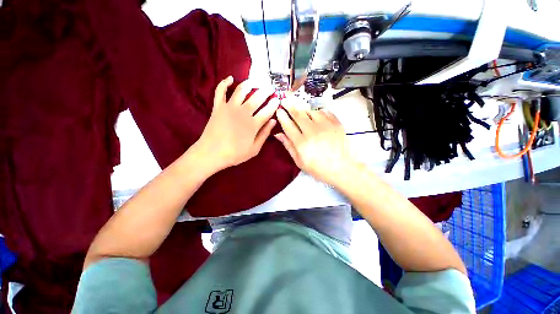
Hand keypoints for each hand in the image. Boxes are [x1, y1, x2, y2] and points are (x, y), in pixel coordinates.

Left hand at [195, 76, 278, 170]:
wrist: (211, 153)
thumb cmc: (235, 154)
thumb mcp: (254, 149)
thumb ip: (264, 134)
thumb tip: (273, 121)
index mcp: (253, 124)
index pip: (267, 110)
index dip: (274, 104)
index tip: (278, 99)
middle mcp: (243, 112)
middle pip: (257, 97)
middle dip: (266, 91)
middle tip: (271, 87)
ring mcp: (229, 107)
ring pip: (241, 90)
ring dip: (250, 83)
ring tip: (256, 81)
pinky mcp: (218, 106)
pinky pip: (220, 91)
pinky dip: (224, 83)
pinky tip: (230, 78)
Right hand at [274, 96, 355, 185]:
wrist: (341, 168)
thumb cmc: (318, 168)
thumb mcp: (299, 161)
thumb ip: (289, 146)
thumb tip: (278, 134)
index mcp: (301, 142)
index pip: (288, 125)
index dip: (282, 116)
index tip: (279, 111)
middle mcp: (312, 131)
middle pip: (298, 114)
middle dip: (290, 106)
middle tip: (285, 100)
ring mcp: (325, 126)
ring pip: (311, 111)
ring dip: (304, 111)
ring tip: (303, 114)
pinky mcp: (336, 123)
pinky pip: (324, 112)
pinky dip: (318, 113)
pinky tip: (317, 117)